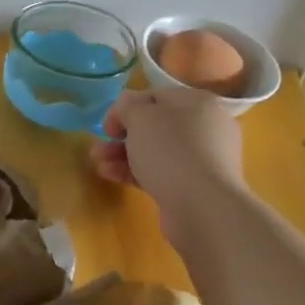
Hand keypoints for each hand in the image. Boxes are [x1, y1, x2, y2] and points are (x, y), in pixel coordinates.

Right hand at [90, 87, 245, 211]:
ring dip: (124, 155)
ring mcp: (203, 158)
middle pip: (155, 126)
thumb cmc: (170, 151)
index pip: (155, 97)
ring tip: (99, 164)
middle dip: (122, 136)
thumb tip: (128, 107)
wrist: (203, 207)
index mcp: (197, 102)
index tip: (107, 127)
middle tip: (100, 148)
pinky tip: (112, 176)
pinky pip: (162, 172)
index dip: (126, 109)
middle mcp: (205, 127)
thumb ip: (128, 105)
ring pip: (156, 151)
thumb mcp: (140, 116)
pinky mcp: (196, 185)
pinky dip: (137, 172)